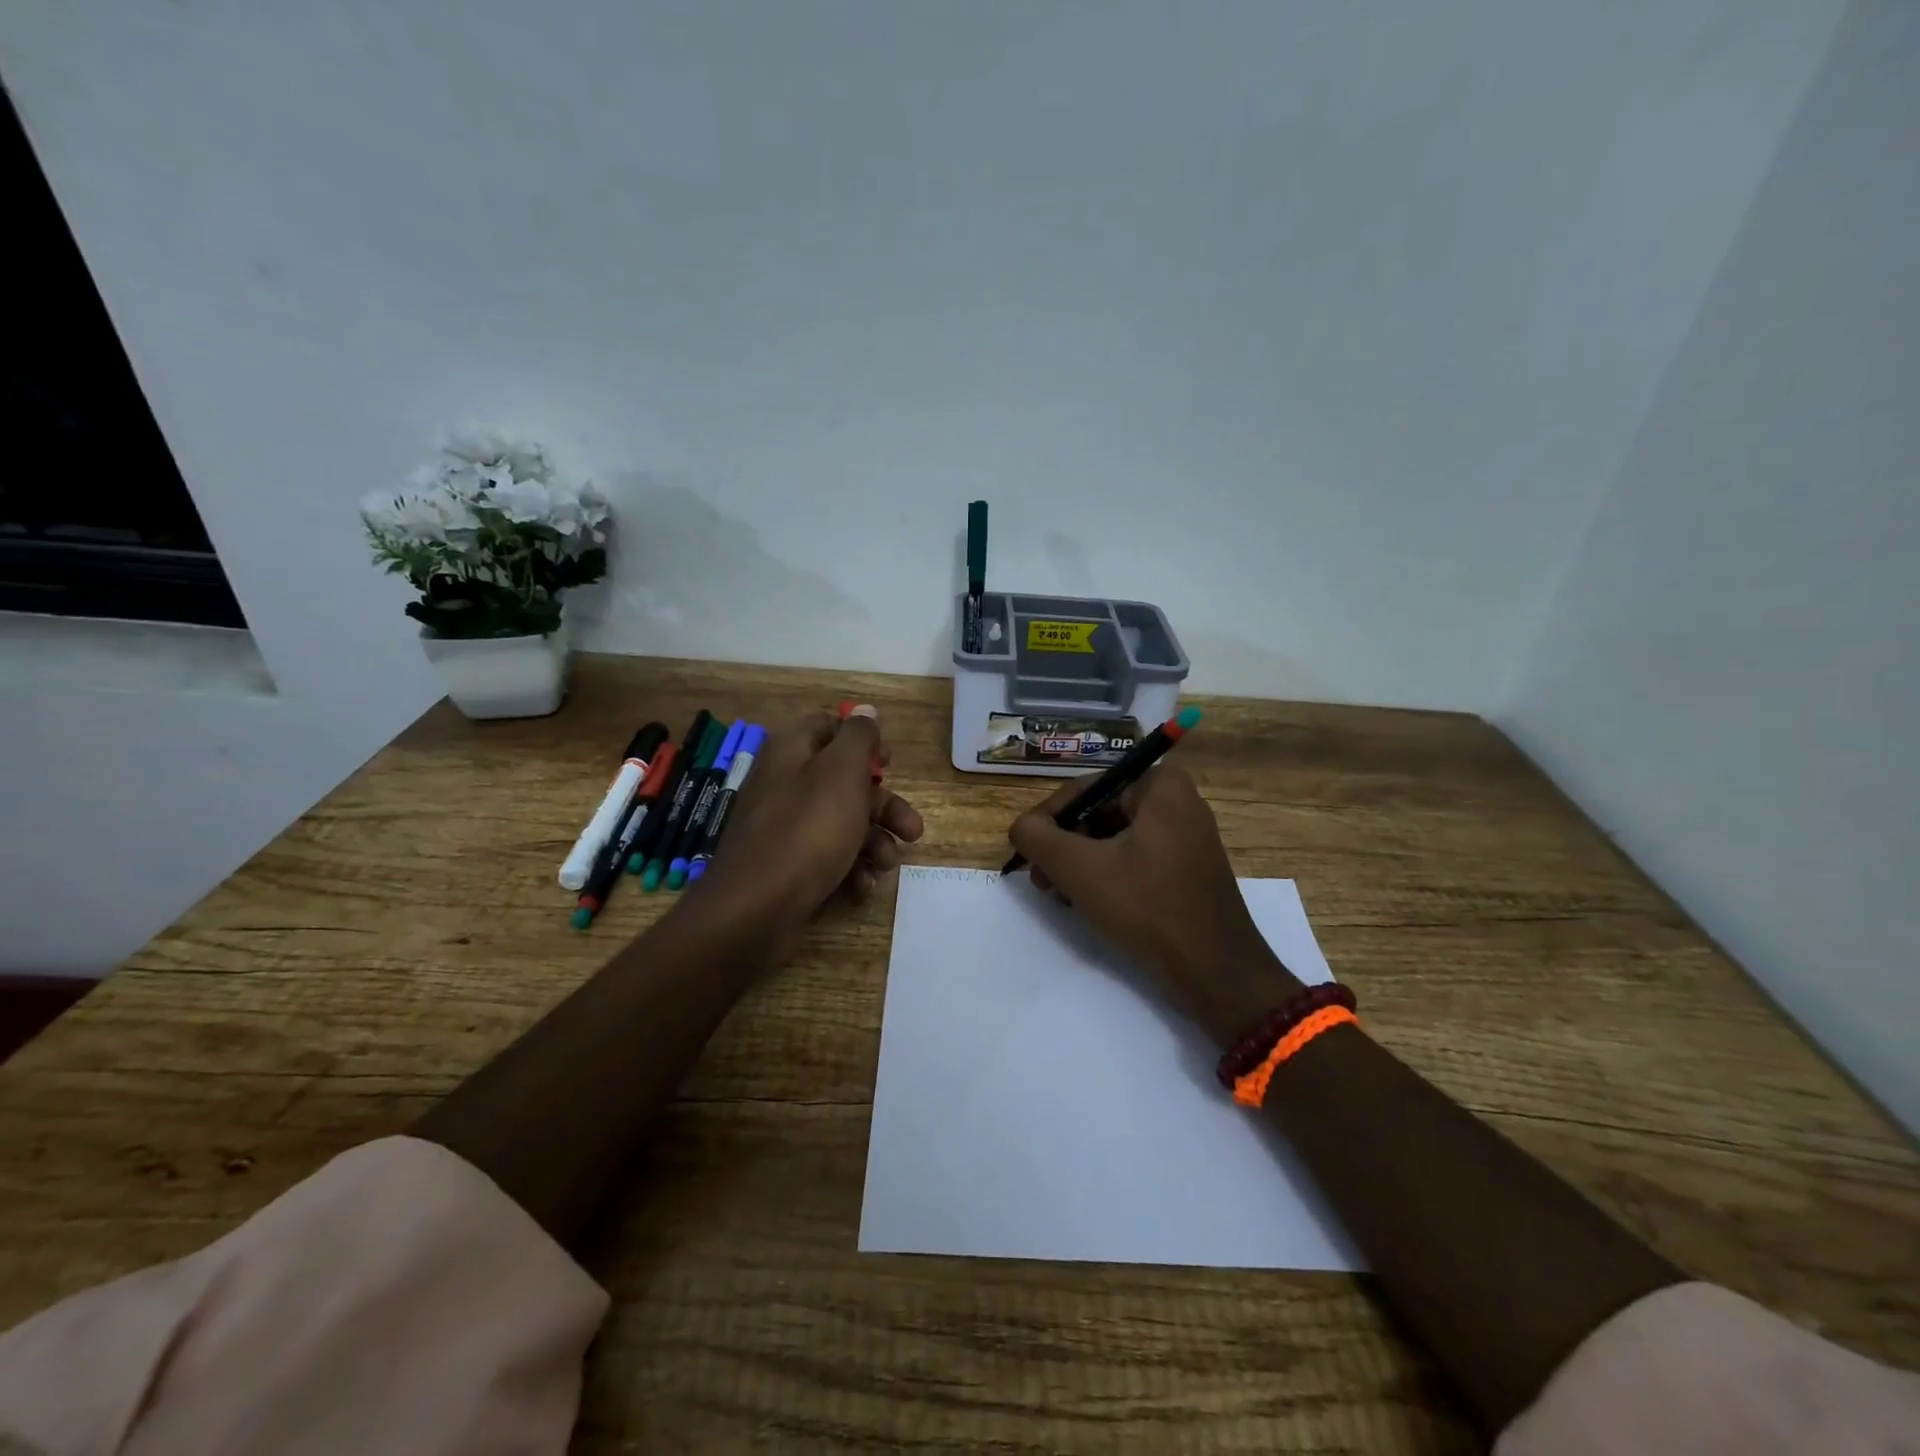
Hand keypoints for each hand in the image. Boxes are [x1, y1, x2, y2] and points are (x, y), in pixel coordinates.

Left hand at [701, 705, 924, 927]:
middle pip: (843, 782)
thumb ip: (857, 738)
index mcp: (792, 753)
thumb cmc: (808, 831)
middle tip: (913, 830)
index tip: (888, 762)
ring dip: (874, 842)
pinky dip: (850, 869)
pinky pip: (826, 857)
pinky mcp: (787, 866)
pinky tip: (862, 887)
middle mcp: (785, 785)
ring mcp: (784, 828)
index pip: (826, 727)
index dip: (861, 740)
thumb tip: (865, 711)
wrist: (756, 909)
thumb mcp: (841, 773)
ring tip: (888, 865)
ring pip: (841, 823)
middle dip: (883, 806)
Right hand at [1008, 767, 1302, 1046]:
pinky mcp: (1186, 869)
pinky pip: (1134, 859)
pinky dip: (1106, 876)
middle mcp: (1177, 802)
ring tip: (1059, 896)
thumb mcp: (1079, 868)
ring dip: (1080, 864)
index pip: (1085, 789)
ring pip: (1113, 839)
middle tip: (1040, 881)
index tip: (1026, 853)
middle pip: (1099, 813)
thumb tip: (1021, 827)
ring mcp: (1186, 837)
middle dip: (1064, 846)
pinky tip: (1086, 904)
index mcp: (1160, 786)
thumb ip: (1038, 837)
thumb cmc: (1147, 907)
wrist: (1216, 973)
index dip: (1048, 820)